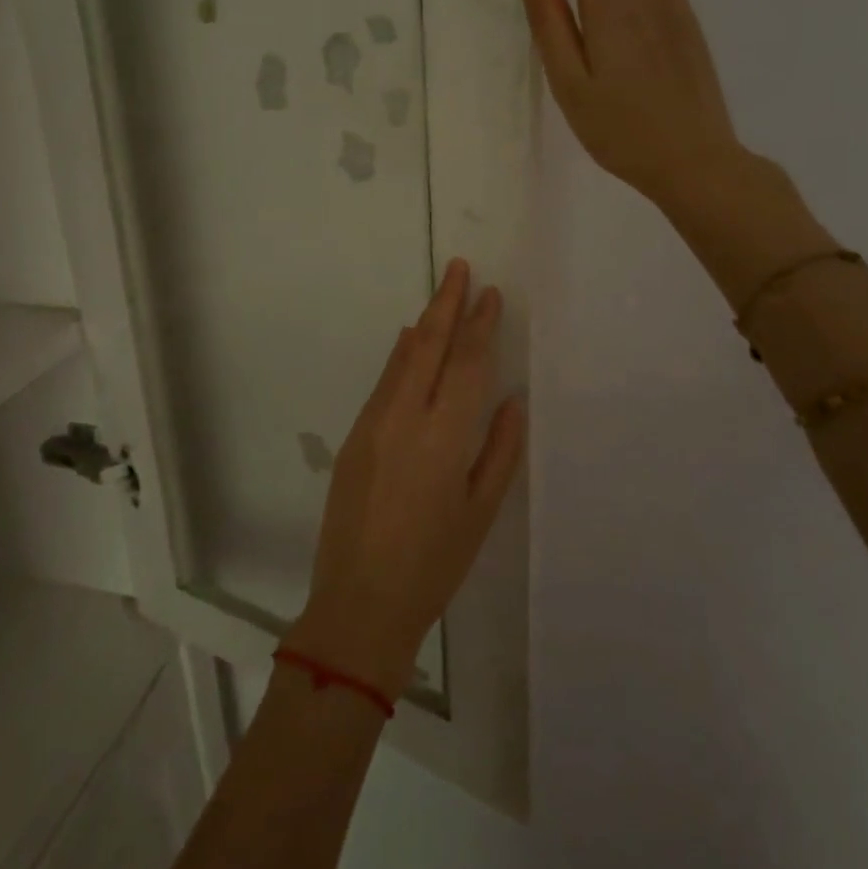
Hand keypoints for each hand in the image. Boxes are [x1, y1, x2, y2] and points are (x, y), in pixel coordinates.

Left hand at [287, 261, 525, 698]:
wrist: (360, 600)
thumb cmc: (434, 563)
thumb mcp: (481, 511)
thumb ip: (501, 449)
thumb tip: (512, 399)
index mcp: (445, 436)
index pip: (467, 364)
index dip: (480, 325)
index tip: (491, 294)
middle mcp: (406, 417)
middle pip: (428, 345)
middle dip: (446, 303)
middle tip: (459, 268)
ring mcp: (374, 422)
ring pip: (402, 358)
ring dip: (423, 323)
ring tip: (441, 295)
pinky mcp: (355, 435)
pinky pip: (384, 381)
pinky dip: (400, 354)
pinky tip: (408, 341)